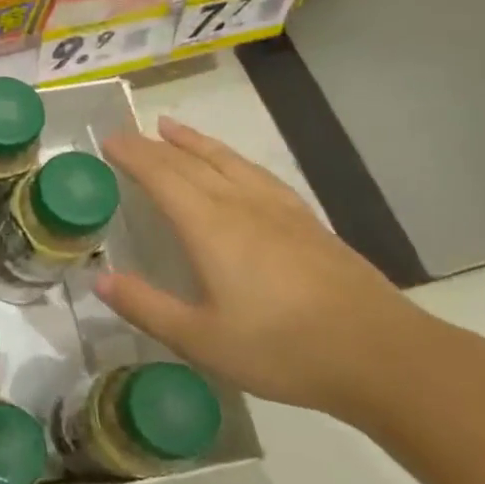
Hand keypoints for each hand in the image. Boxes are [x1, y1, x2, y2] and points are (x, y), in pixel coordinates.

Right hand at [95, 117, 428, 418]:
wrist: (384, 356)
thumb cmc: (283, 349)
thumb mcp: (200, 339)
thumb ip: (146, 306)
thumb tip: (99, 278)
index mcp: (210, 227)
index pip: (162, 176)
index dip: (132, 155)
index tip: (107, 139)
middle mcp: (241, 206)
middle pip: (190, 163)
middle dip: (153, 146)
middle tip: (126, 133)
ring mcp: (279, 211)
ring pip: (227, 162)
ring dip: (194, 142)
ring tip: (170, 127)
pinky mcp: (307, 223)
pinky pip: (258, 175)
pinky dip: (233, 160)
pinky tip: (235, 166)